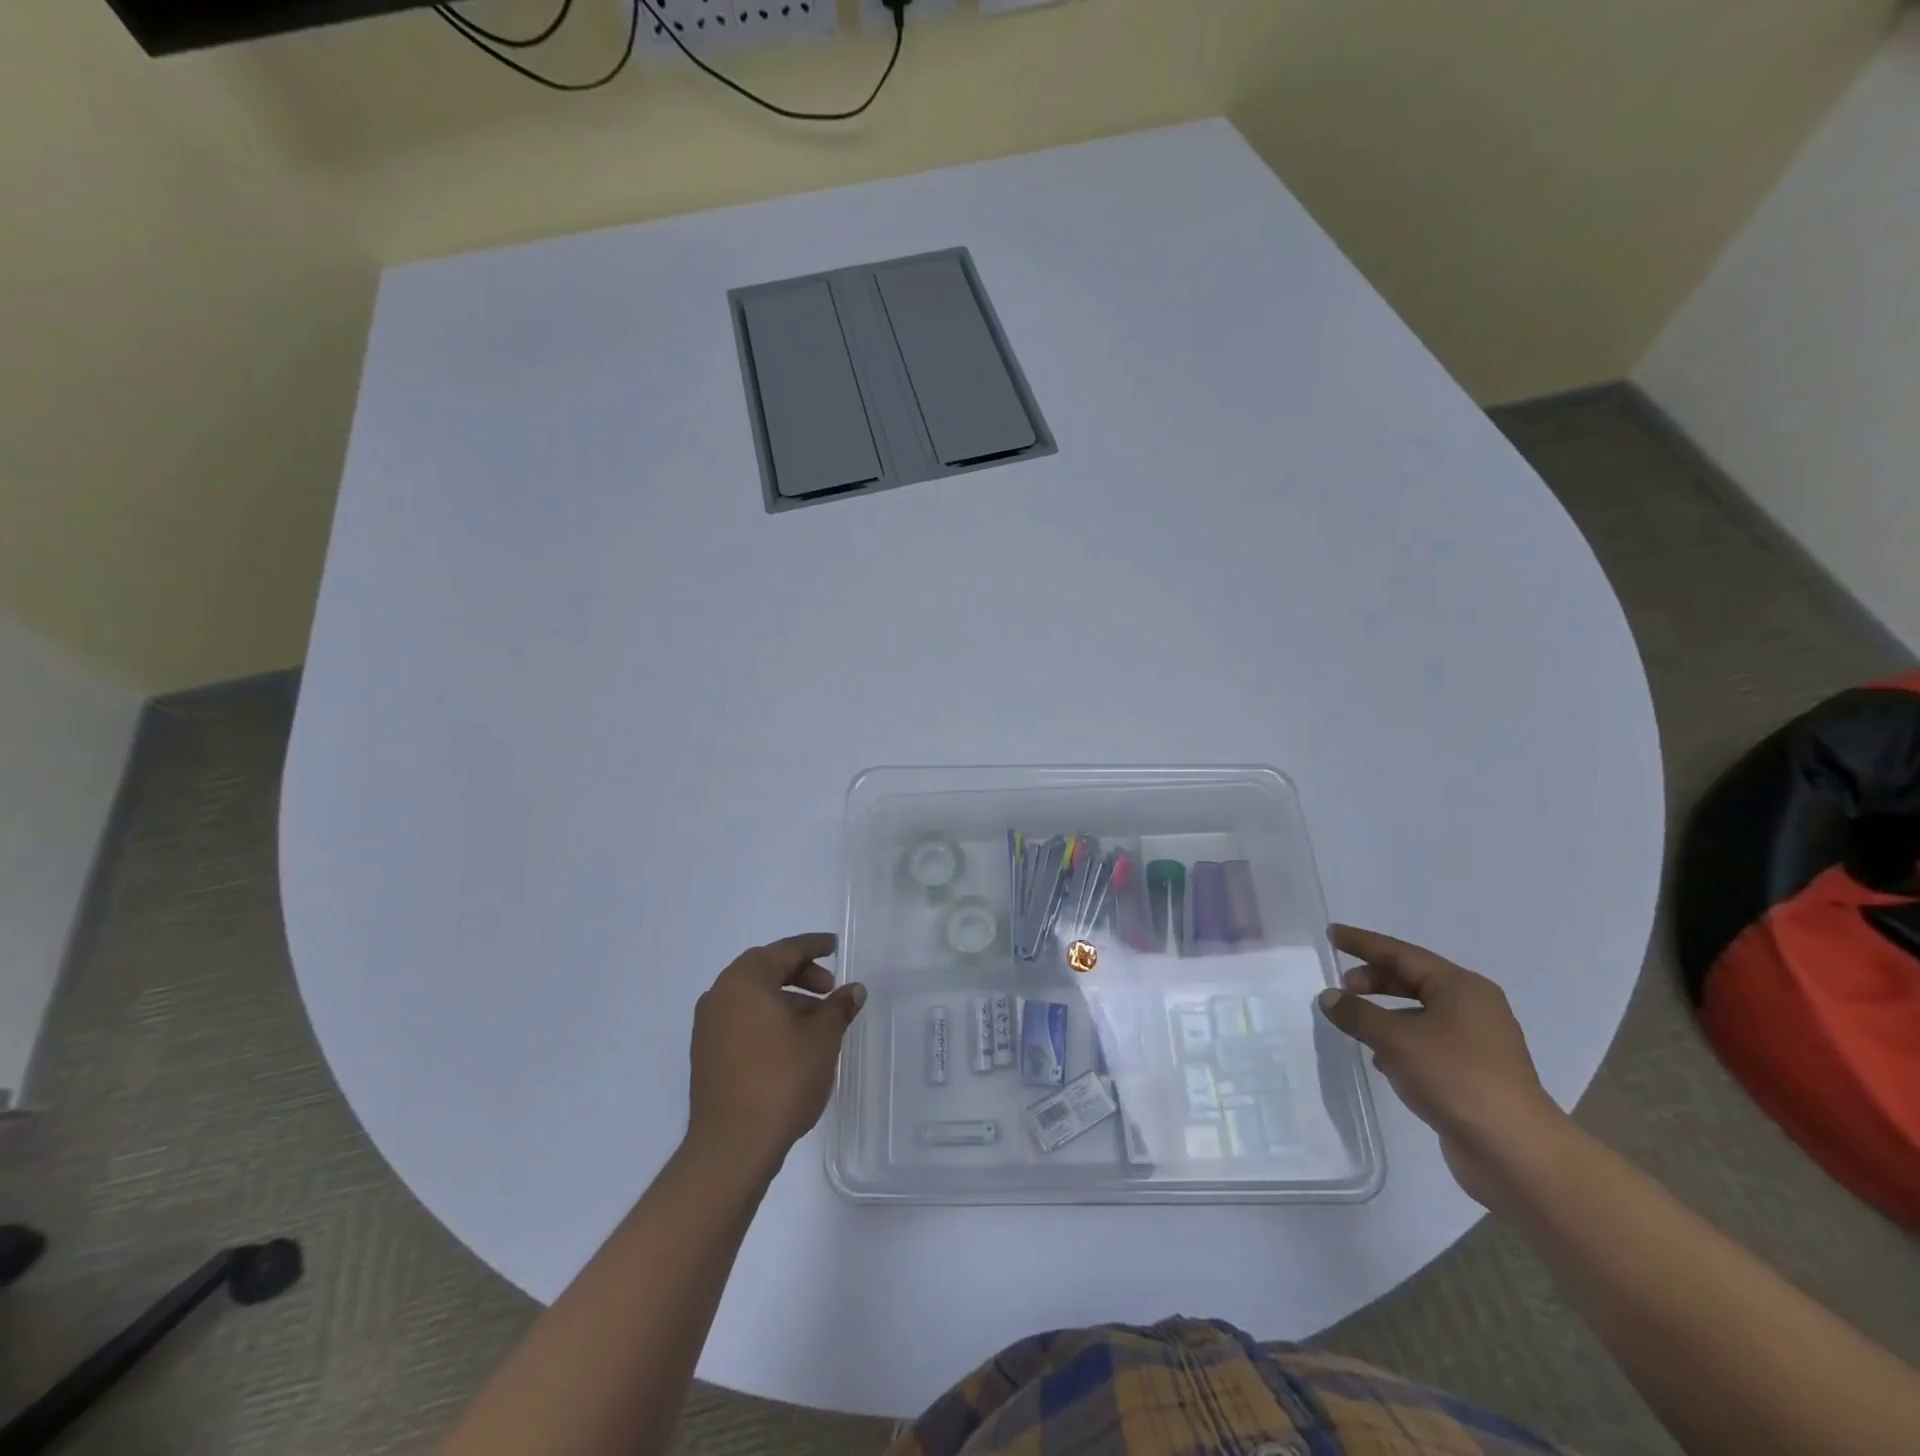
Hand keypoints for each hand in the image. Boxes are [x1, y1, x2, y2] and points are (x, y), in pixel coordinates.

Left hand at [687, 934, 866, 1171]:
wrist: (732, 1146)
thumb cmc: (781, 1079)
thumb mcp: (822, 1038)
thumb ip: (838, 1007)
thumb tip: (853, 990)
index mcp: (745, 981)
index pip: (785, 951)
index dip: (814, 946)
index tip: (834, 945)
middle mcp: (720, 995)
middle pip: (765, 970)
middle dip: (801, 974)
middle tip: (830, 988)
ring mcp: (708, 1027)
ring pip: (754, 997)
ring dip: (786, 999)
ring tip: (818, 1021)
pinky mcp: (706, 1055)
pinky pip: (743, 1020)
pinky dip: (769, 1019)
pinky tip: (793, 1041)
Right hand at [1318, 924, 1566, 1206]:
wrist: (1514, 1151)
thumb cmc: (1455, 1077)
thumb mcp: (1395, 1039)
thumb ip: (1357, 1013)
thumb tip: (1329, 998)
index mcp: (1460, 987)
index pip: (1401, 953)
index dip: (1363, 943)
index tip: (1332, 934)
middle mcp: (1473, 1007)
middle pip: (1412, 980)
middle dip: (1374, 980)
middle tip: (1341, 986)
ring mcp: (1476, 1042)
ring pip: (1419, 1013)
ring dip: (1384, 1012)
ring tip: (1353, 1020)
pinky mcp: (1473, 1073)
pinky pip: (1427, 1042)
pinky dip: (1399, 1040)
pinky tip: (1379, 1057)